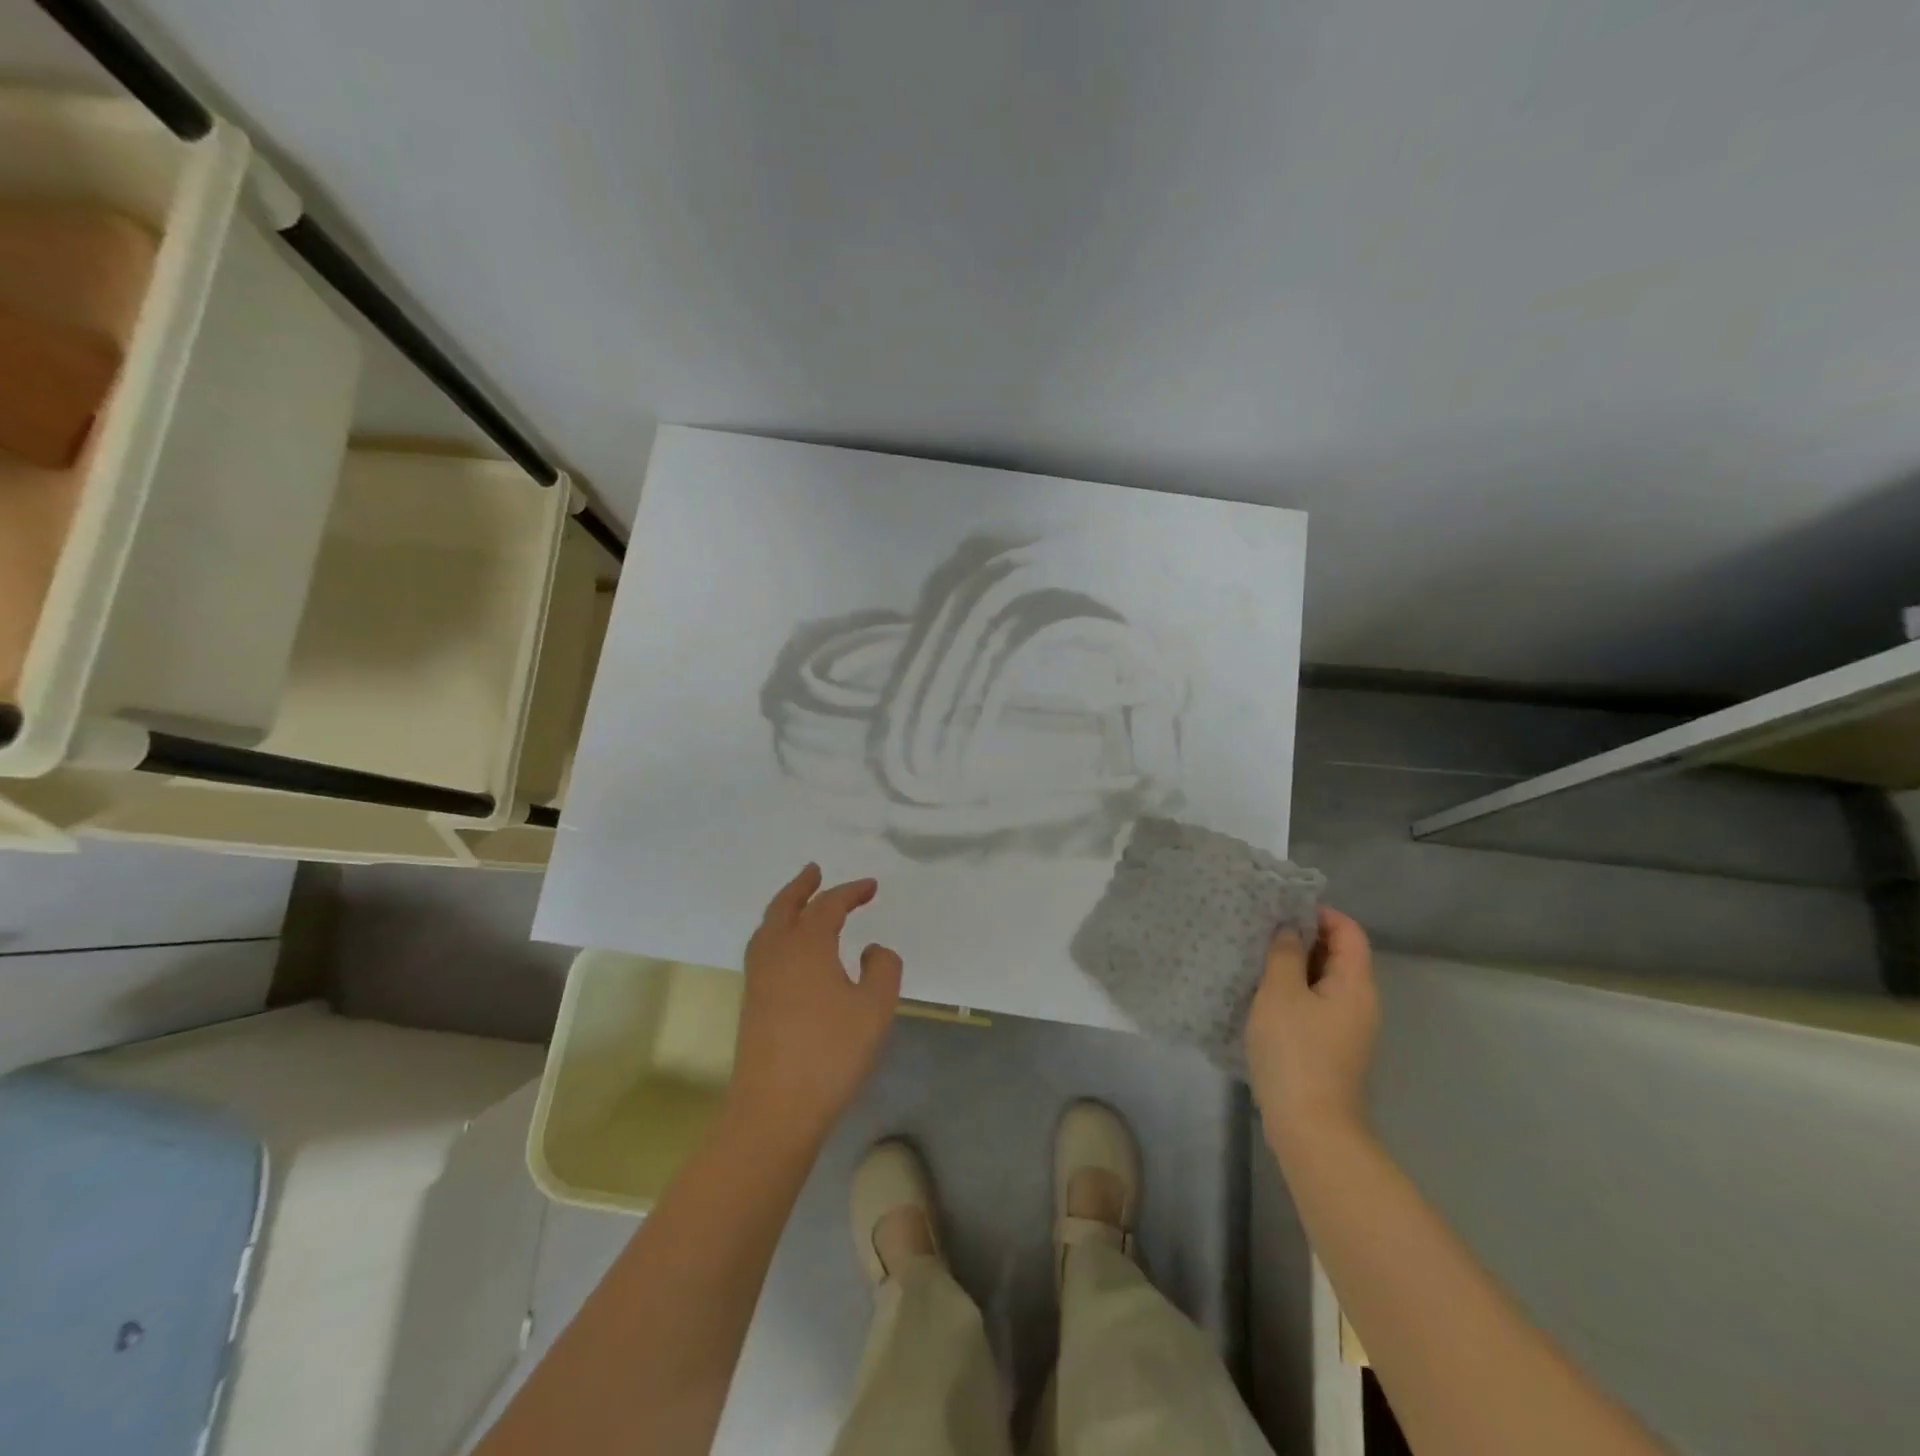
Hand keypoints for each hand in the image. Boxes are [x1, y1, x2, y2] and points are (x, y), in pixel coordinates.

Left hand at [727, 863, 902, 1146]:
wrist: (775, 1109)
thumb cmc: (832, 1053)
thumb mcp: (875, 1008)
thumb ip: (883, 968)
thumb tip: (871, 950)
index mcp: (807, 945)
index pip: (829, 906)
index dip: (851, 892)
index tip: (871, 887)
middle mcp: (776, 953)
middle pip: (784, 906)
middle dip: (802, 886)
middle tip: (815, 870)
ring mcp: (758, 978)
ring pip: (767, 927)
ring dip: (784, 907)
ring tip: (800, 901)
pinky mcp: (751, 1002)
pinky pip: (762, 949)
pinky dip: (776, 932)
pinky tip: (790, 949)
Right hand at [1245, 906, 1379, 1165]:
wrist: (1311, 1128)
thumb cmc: (1295, 1052)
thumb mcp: (1281, 994)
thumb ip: (1284, 955)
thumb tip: (1290, 931)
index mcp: (1355, 984)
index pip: (1349, 931)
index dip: (1320, 913)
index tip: (1281, 908)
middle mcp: (1361, 1003)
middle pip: (1340, 955)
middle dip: (1304, 938)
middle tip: (1263, 929)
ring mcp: (1349, 1029)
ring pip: (1325, 982)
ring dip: (1296, 966)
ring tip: (1258, 958)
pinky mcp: (1334, 1050)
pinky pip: (1317, 1005)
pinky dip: (1295, 992)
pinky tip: (1264, 996)